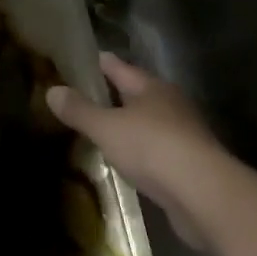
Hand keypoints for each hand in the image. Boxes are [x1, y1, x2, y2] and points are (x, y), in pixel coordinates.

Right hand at [47, 54, 228, 247]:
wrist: (204, 195)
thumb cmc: (152, 148)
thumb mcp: (106, 128)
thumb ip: (79, 110)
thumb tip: (52, 90)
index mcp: (151, 87)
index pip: (119, 67)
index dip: (98, 63)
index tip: (79, 60)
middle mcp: (170, 104)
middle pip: (136, 93)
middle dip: (113, 94)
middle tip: (84, 97)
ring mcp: (183, 135)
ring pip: (148, 122)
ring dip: (128, 125)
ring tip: (102, 130)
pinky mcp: (190, 165)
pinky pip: (157, 150)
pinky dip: (140, 152)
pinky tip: (127, 162)